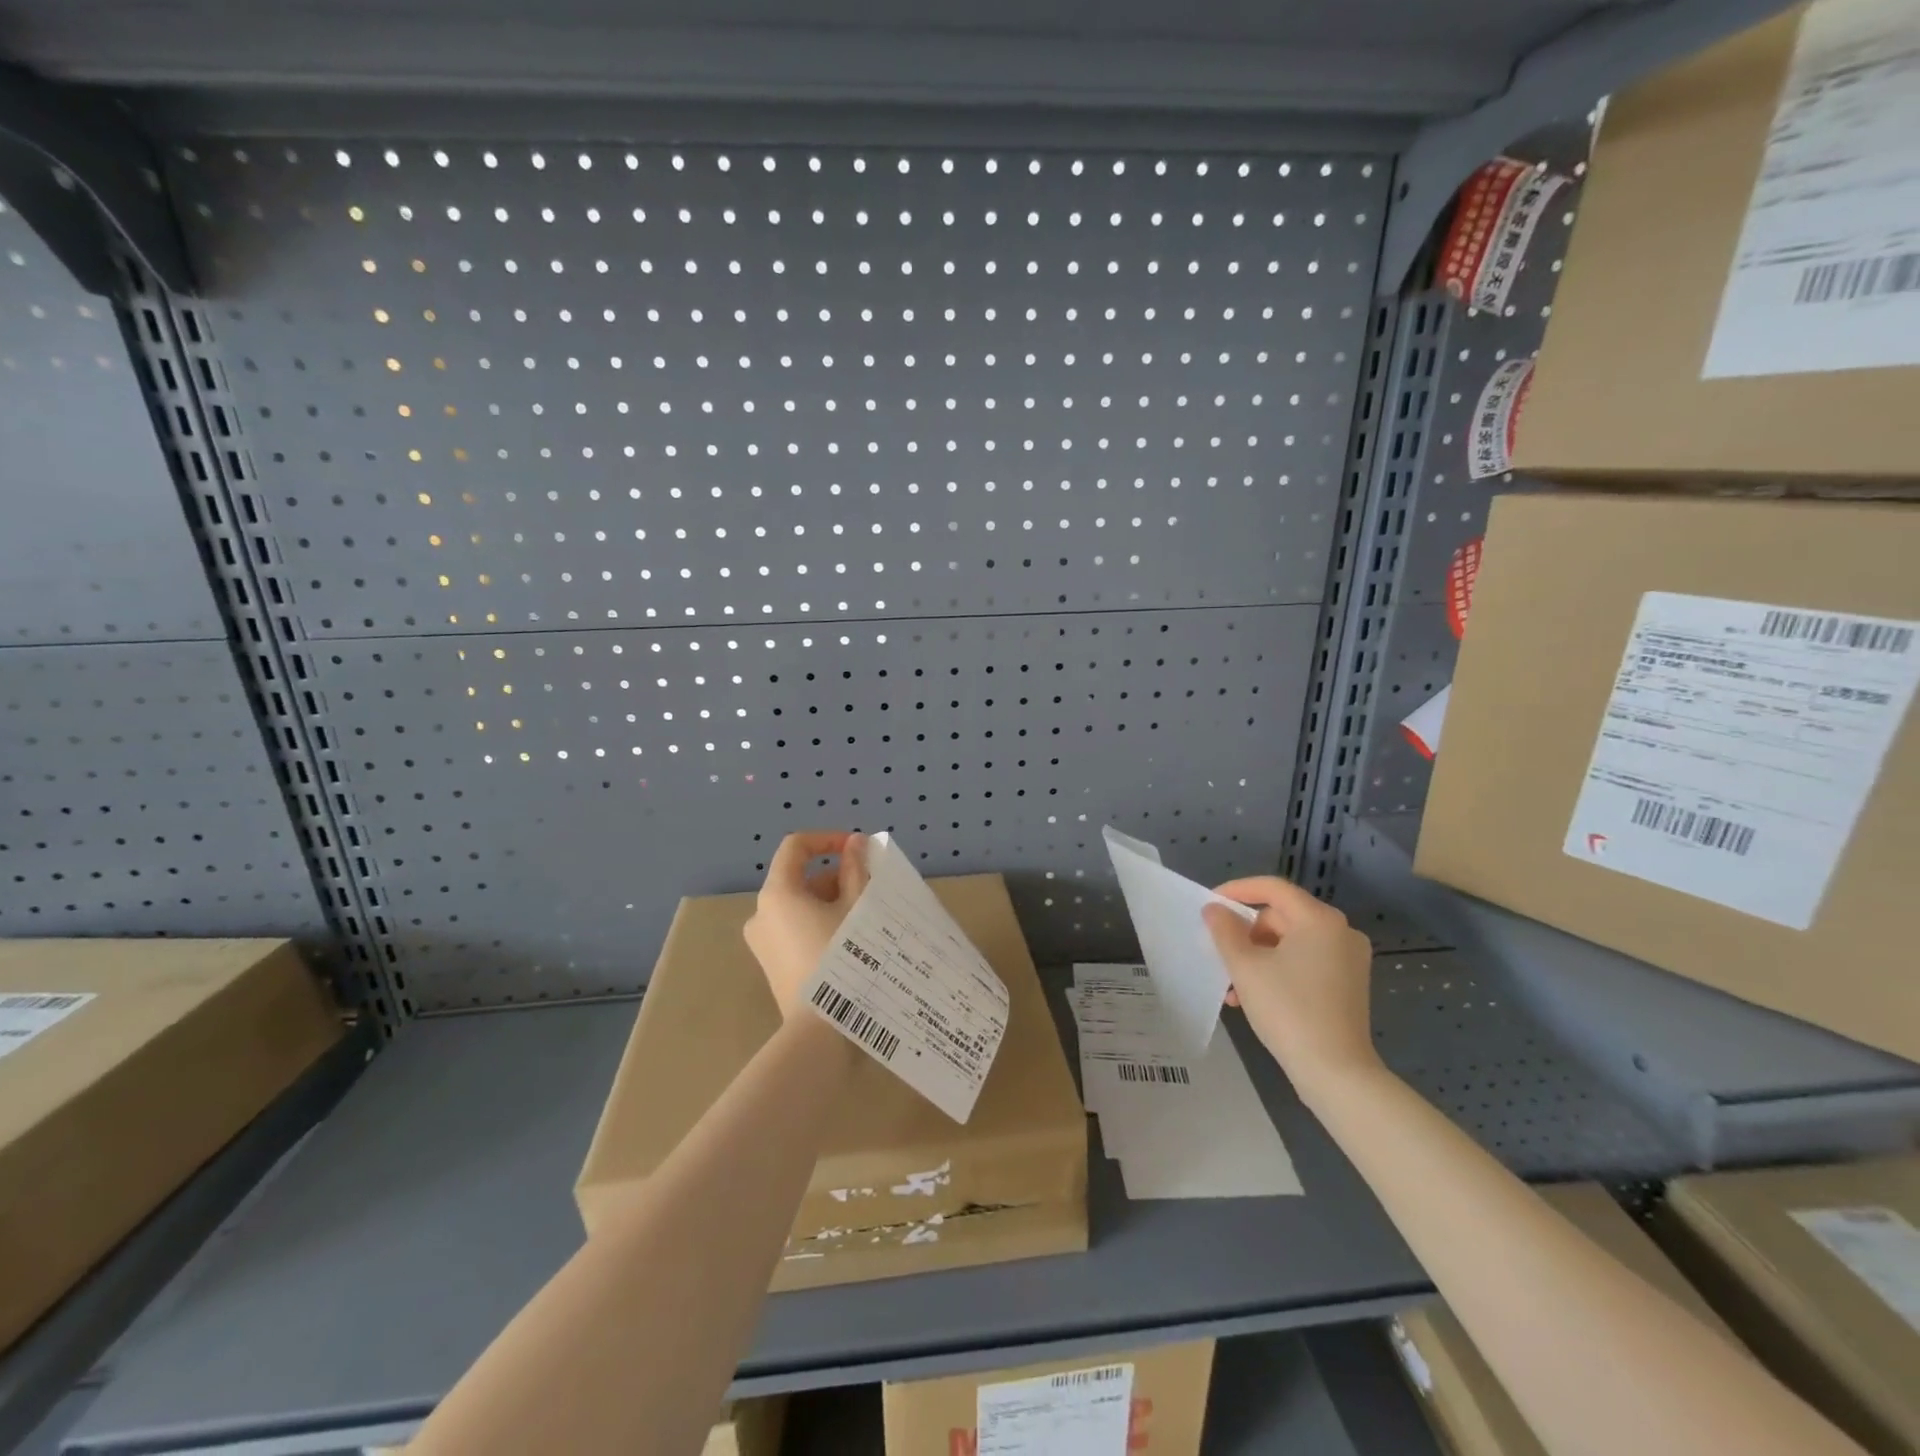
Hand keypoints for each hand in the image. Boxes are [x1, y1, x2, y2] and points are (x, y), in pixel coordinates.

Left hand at [743, 831, 869, 1016]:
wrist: (819, 1030)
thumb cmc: (841, 958)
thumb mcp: (856, 908)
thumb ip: (856, 869)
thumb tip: (854, 844)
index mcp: (777, 893)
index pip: (796, 847)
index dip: (828, 839)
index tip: (858, 849)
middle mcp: (762, 913)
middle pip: (800, 878)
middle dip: (837, 876)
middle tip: (871, 889)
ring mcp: (763, 941)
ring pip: (800, 905)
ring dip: (831, 901)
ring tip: (867, 917)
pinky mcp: (771, 964)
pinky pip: (796, 929)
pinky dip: (820, 923)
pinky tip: (850, 941)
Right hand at [1202, 876, 1380, 1102]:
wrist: (1336, 1072)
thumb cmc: (1287, 1010)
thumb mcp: (1245, 966)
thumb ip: (1225, 931)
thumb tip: (1215, 910)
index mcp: (1319, 919)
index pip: (1272, 888)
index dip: (1237, 890)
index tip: (1210, 905)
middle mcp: (1340, 932)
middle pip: (1281, 916)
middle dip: (1246, 933)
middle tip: (1220, 953)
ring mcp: (1348, 959)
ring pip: (1290, 943)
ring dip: (1258, 956)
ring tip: (1232, 985)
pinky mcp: (1348, 984)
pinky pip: (1305, 962)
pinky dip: (1278, 970)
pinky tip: (1254, 996)